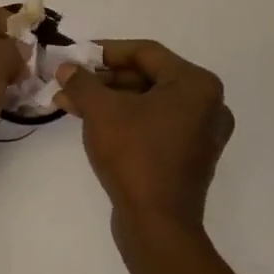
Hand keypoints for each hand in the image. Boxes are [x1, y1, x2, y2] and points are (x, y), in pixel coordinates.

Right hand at [54, 40, 234, 232]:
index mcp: (196, 84)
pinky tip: (91, 122)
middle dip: (103, 79)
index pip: (145, 52)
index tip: (75, 55)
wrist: (157, 223)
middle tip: (69, 81)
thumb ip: (82, 82)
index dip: (105, 51)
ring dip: (108, 100)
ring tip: (69, 103)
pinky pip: (154, 124)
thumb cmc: (134, 155)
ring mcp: (200, 133)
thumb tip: (66, 68)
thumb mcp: (101, 111)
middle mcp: (207, 104)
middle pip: (147, 77)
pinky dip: (124, 119)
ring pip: (147, 102)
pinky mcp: (189, 156)